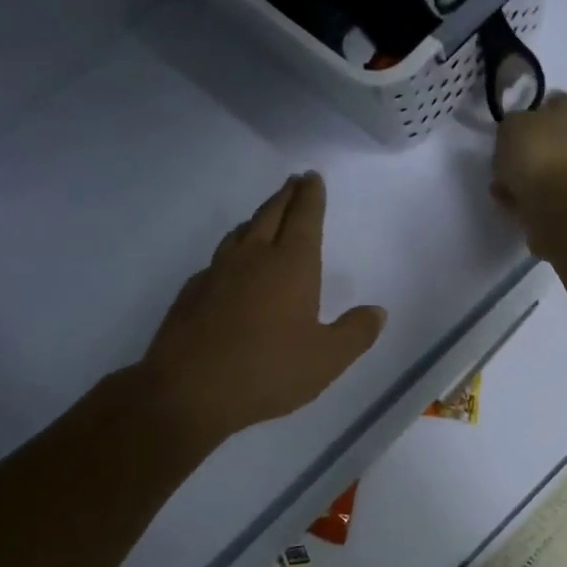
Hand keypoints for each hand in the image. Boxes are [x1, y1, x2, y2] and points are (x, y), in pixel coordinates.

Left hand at [140, 172, 385, 451]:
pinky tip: (230, 267)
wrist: (188, 390)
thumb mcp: (327, 359)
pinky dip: (232, 251)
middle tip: (293, 182)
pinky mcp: (192, 292)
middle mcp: (253, 258)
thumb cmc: (268, 370)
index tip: (312, 177)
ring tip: (264, 216)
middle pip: (271, 214)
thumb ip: (356, 332)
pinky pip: (218, 259)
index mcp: (291, 265)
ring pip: (240, 233)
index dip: (311, 196)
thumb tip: (377, 311)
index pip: (305, 217)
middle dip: (285, 196)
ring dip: (257, 218)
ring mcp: (218, 272)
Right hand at [490, 92, 566, 256]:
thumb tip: (516, 133)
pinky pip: (539, 193)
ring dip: (522, 174)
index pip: (556, 101)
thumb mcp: (512, 124)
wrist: (558, 205)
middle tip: (503, 153)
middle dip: (526, 146)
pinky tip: (504, 198)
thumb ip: (512, 124)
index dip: (534, 108)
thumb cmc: (538, 152)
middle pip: (549, 138)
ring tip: (498, 181)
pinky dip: (522, 195)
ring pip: (544, 168)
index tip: (513, 121)